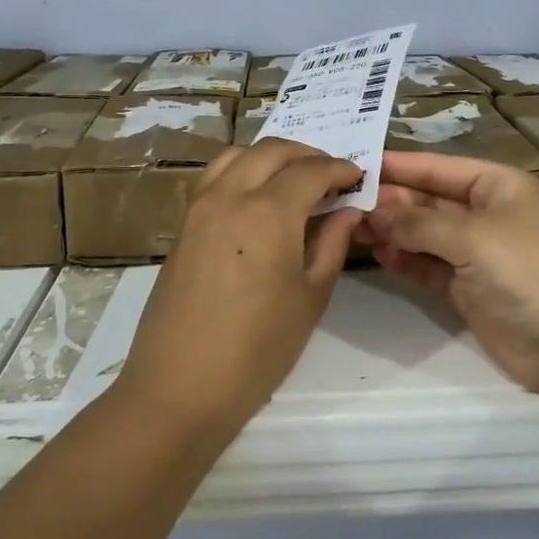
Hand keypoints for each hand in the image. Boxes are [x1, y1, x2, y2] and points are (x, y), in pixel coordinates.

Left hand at [116, 139, 364, 434]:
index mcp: (268, 212)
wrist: (180, 387)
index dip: (339, 169)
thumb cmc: (258, 349)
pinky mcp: (183, 225)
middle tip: (331, 175)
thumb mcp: (311, 297)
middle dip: (307, 154)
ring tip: (295, 179)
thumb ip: (333, 243)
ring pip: (237, 155)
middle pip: (272, 151)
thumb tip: (348, 210)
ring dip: (271, 156)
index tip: (359, 176)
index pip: (311, 171)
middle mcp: (230, 195)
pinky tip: (259, 198)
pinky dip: (243, 170)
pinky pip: (215, 177)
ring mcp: (199, 208)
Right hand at [357, 152, 538, 396]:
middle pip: (428, 199)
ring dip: (392, 231)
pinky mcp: (467, 287)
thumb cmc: (528, 269)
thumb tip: (374, 212)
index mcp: (496, 185)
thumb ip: (418, 222)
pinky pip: (427, 265)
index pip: (438, 167)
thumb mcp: (473, 235)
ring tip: (352, 228)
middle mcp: (485, 213)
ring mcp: (476, 252)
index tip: (354, 164)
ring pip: (424, 234)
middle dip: (390, 201)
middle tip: (343, 203)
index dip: (398, 166)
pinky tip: (378, 254)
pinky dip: (404, 259)